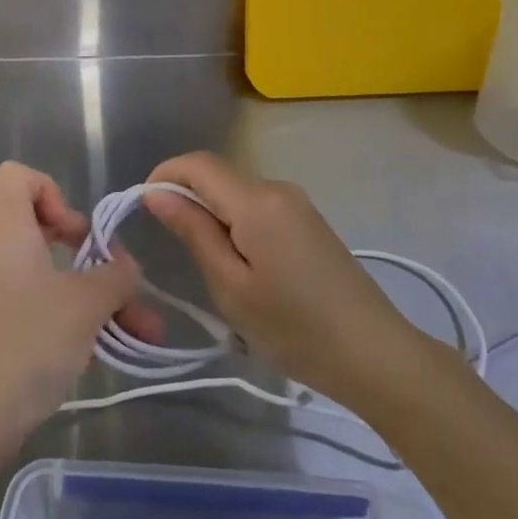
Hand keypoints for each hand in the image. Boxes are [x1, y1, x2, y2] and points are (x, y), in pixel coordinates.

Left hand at [0, 162, 160, 459]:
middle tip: (118, 282)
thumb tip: (125, 267)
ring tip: (139, 333)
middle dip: (90, 256)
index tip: (77, 234)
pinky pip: (32, 308)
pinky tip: (101, 355)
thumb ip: (115, 276)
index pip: (18, 176)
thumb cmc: (24, 344)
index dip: (54, 192)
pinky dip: (66, 321)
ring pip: (46, 277)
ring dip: (92, 298)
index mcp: (3, 228)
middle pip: (41, 229)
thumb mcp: (85, 305)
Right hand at [144, 152, 426, 408]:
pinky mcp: (309, 221)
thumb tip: (156, 193)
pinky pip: (259, 207)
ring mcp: (297, 203)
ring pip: (238, 193)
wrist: (375, 355)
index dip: (164, 175)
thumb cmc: (295, 328)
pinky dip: (236, 224)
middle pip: (218, 176)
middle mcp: (277, 188)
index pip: (197, 164)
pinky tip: (241, 267)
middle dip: (186, 198)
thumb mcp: (231, 287)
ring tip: (208, 267)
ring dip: (212, 214)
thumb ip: (193, 232)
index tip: (142, 207)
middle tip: (171, 249)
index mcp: (257, 200)